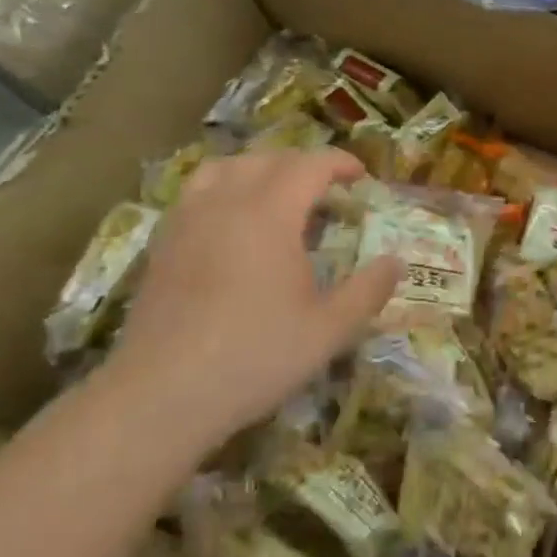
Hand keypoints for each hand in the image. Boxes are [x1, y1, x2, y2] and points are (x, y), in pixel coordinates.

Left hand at [99, 151, 399, 455]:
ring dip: (259, 168)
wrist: (160, 396)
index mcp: (270, 213)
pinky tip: (230, 222)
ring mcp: (188, 221)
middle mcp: (227, 203)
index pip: (309, 164)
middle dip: (303, 163)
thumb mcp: (328, 330)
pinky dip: (223, 188)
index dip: (339, 162)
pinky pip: (195, 193)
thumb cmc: (254, 357)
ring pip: (225, 168)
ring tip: (276, 191)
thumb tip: (396, 262)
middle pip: (268, 159)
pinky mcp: (162, 245)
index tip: (360, 175)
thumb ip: (368, 291)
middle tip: (327, 187)